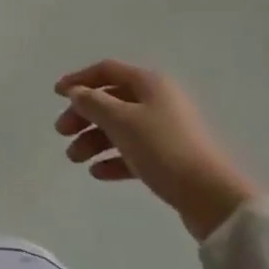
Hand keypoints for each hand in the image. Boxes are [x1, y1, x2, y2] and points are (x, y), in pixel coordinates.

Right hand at [53, 60, 260, 239]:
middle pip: (111, 100)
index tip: (56, 95)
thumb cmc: (163, 149)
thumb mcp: (121, 121)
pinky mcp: (169, 159)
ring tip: (75, 158)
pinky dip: (113, 159)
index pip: (107, 71)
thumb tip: (77, 92)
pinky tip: (97, 173)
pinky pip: (133, 152)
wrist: (212, 197)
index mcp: (150, 84)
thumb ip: (93, 102)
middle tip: (61, 132)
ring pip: (120, 128)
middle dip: (83, 115)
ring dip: (93, 140)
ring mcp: (165, 131)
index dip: (79, 79)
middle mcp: (158, 101)